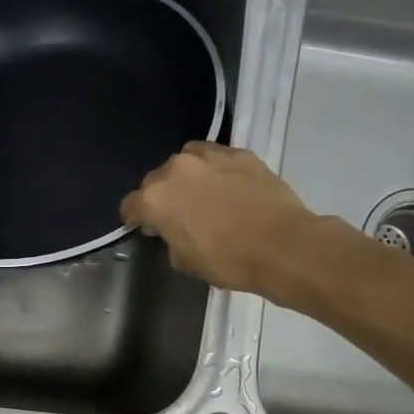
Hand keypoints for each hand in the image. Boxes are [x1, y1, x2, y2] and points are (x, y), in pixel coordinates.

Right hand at [121, 142, 316, 295]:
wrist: (282, 246)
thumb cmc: (227, 260)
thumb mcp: (184, 260)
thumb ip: (169, 238)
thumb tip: (173, 229)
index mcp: (155, 198)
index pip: (130, 206)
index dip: (135, 219)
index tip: (145, 229)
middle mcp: (176, 169)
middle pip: (157, 180)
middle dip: (162, 196)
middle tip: (177, 215)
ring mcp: (210, 156)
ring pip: (187, 161)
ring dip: (188, 177)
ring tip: (202, 195)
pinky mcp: (241, 153)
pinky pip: (217, 159)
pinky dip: (216, 172)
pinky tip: (228, 189)